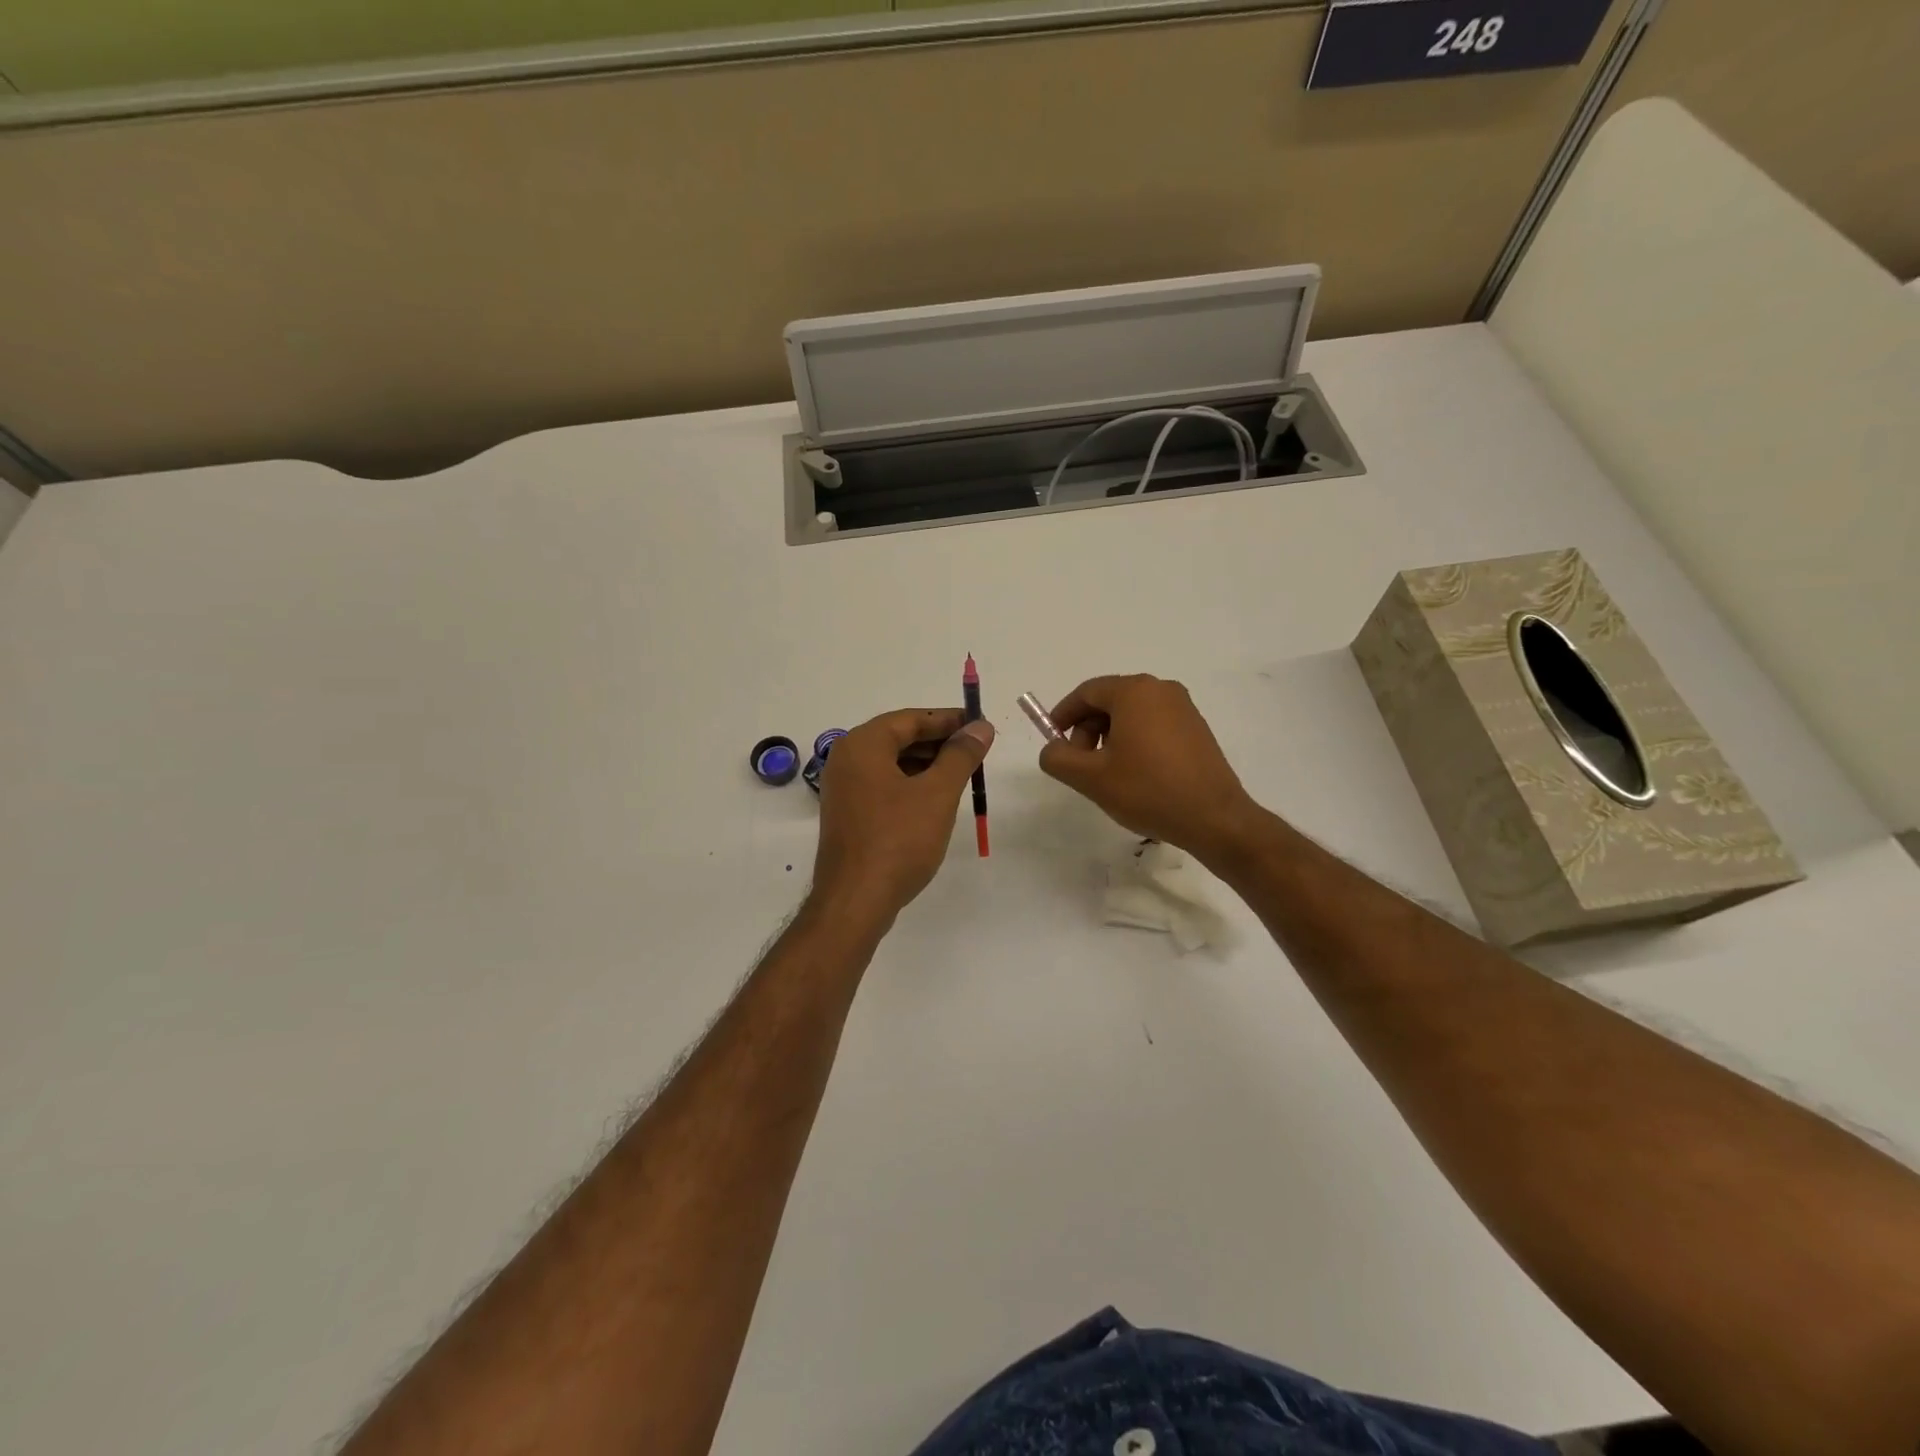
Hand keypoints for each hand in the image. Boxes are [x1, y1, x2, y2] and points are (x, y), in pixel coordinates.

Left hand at [812, 707, 995, 922]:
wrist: (856, 901)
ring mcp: (844, 789)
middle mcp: (847, 759)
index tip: (980, 724)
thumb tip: (980, 726)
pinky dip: (911, 784)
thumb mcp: (938, 793)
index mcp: (863, 745)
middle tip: (977, 750)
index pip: (911, 719)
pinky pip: (884, 785)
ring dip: (928, 764)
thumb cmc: (898, 840)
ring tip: (963, 774)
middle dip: (939, 742)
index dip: (949, 719)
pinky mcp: (849, 814)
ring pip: (892, 763)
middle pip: (899, 738)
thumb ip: (961, 755)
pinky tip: (937, 799)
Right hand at [1040, 674, 1258, 861]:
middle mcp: (1161, 690)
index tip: (1053, 741)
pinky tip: (1135, 775)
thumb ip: (1058, 758)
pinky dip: (1134, 742)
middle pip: (1109, 701)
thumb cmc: (1148, 790)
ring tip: (1107, 775)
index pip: (1086, 692)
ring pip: (1131, 714)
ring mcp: (1183, 708)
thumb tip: (1053, 749)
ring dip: (1110, 738)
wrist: (1214, 818)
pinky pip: (1153, 725)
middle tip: (1081, 766)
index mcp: (1134, 692)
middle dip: (1087, 730)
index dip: (1063, 715)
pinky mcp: (1196, 729)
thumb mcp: (1090, 777)